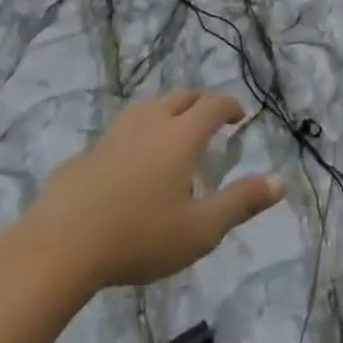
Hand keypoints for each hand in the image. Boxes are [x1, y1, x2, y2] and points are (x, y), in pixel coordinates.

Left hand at [31, 90, 283, 291]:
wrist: (61, 245)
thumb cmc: (140, 236)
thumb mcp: (201, 229)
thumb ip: (242, 203)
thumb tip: (281, 182)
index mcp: (181, 135)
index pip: (213, 105)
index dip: (230, 106)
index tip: (240, 117)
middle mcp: (150, 123)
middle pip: (180, 97)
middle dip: (200, 103)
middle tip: (210, 123)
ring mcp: (115, 134)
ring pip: (148, 109)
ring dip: (167, 114)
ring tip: (172, 139)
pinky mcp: (87, 153)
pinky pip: (121, 133)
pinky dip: (137, 138)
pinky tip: (131, 167)